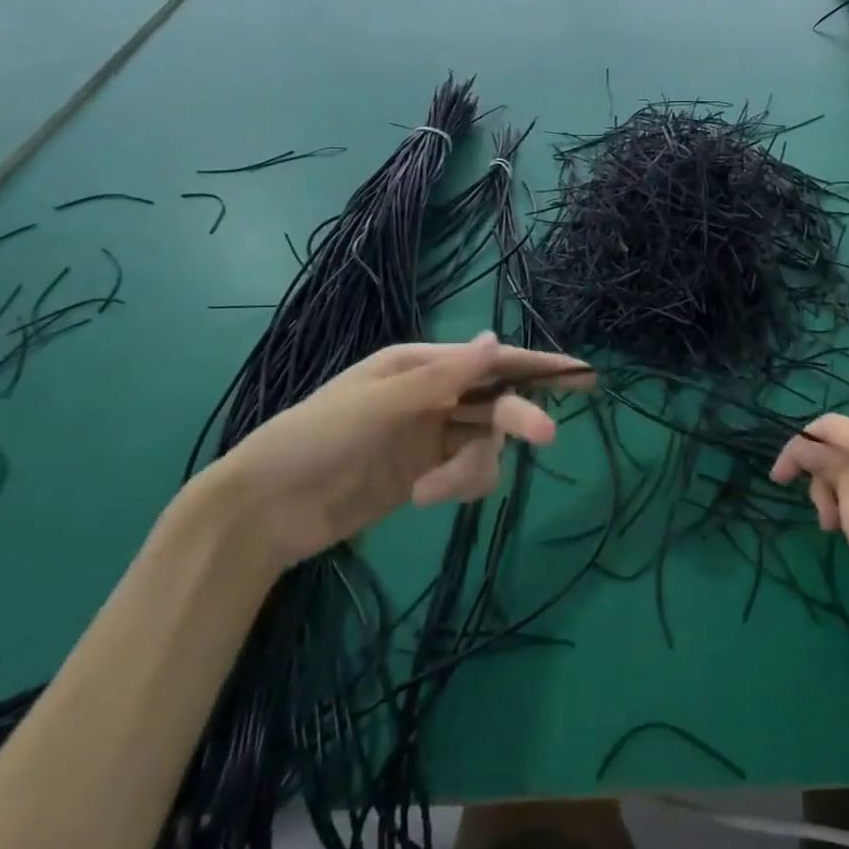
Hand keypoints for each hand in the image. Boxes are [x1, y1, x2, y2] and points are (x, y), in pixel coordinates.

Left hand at [199, 333, 592, 568]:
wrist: (266, 509)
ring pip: (486, 445)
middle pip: (497, 402)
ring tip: (432, 490)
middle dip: (517, 419)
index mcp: (421, 364)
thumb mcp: (378, 402)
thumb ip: (443, 376)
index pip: (492, 360)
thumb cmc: (316, 438)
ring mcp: (433, 437)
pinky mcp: (429, 474)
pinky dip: (455, 487)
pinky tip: (422, 496)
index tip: (582, 373)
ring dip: (470, 469)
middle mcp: (434, 395)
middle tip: (546, 437)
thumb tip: (496, 339)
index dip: (539, 365)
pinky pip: (469, 475)